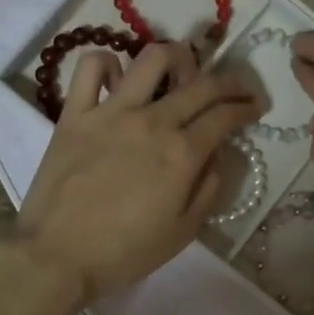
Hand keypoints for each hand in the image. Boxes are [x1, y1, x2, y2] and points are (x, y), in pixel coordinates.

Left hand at [15, 42, 260, 301]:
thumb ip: (208, 187)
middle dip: (230, 81)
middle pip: (201, 84)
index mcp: (182, 153)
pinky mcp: (75, 113)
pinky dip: (109, 63)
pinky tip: (120, 80)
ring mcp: (111, 112)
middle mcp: (152, 121)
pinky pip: (91, 67)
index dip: (246, 107)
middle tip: (237, 87)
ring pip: (152, 58)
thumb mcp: (184, 230)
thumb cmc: (126, 252)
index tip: (255, 108)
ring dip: (177, 57)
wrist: (58, 257)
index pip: (225, 115)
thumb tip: (216, 155)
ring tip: (181, 72)